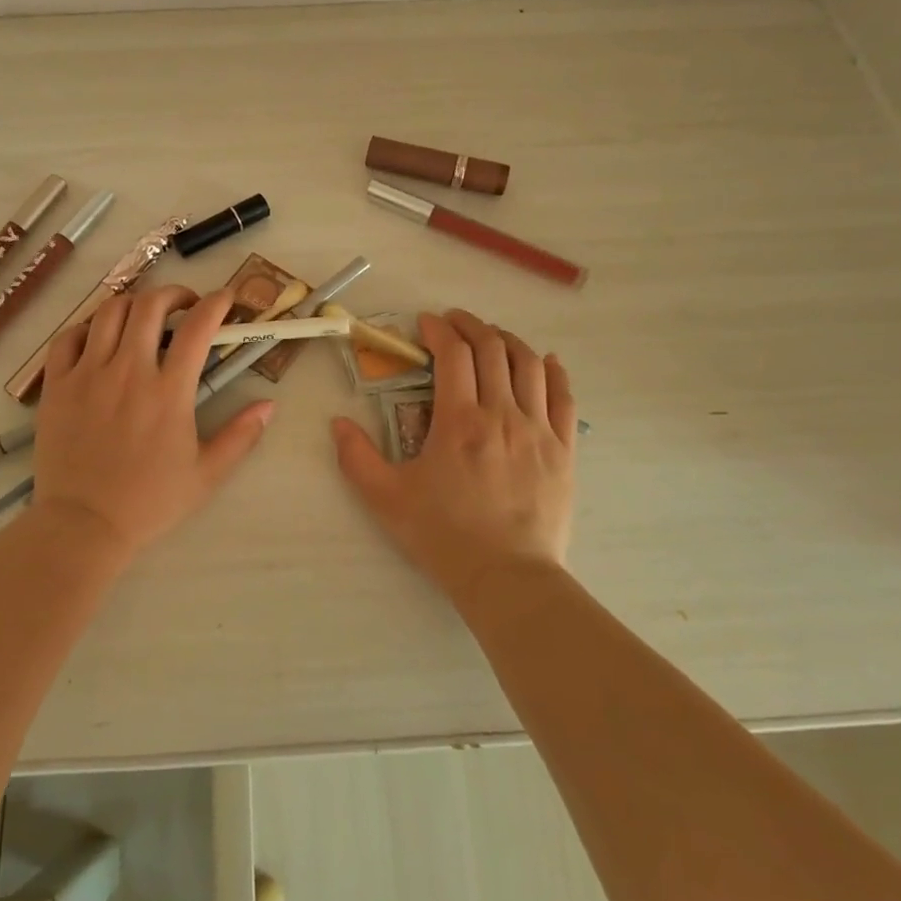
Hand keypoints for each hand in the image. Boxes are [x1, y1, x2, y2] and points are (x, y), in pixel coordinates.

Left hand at [33, 285, 272, 553]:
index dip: (216, 303)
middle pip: (150, 305)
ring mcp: (87, 374)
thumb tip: (269, 405)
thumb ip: (241, 436)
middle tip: (185, 304)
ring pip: (109, 312)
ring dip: (133, 303)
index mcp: (168, 391)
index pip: (197, 327)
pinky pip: (68, 337)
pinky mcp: (57, 385)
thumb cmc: (149, 502)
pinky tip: (99, 337)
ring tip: (143, 315)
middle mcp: (128, 371)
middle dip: (174, 293)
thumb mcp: (207, 474)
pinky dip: (87, 326)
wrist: (83, 525)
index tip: (225, 299)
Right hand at [331, 309, 578, 609]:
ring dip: (509, 340)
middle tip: (454, 322)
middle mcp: (502, 414)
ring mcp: (538, 430)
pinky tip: (546, 362)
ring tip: (492, 336)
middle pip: (493, 349)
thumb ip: (356, 457)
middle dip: (471, 326)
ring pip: (530, 365)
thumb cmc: (443, 535)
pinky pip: (564, 397)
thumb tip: (337, 422)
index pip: (453, 355)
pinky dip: (553, 372)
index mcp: (459, 421)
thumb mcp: (386, 498)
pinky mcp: (563, 450)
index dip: (439, 330)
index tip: (426, 324)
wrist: (507, 578)